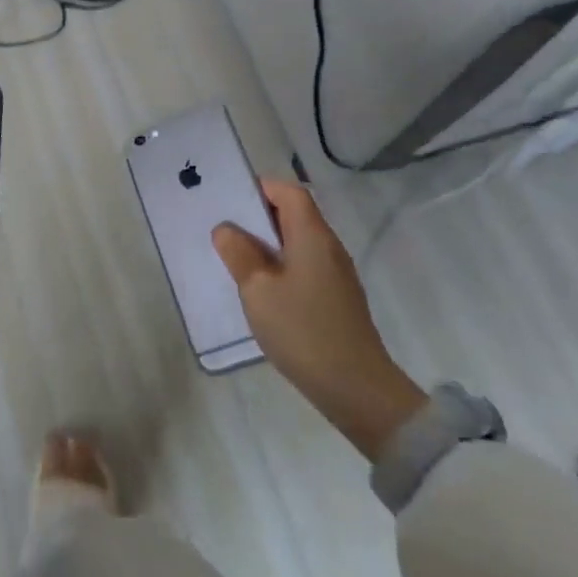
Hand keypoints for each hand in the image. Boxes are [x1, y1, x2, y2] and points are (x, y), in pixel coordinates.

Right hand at [213, 179, 424, 460]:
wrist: (355, 388)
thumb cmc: (302, 329)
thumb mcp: (257, 288)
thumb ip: (239, 253)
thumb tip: (227, 229)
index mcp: (312, 235)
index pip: (289, 192)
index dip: (260, 188)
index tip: (229, 200)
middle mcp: (328, 247)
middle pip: (293, 215)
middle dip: (257, 216)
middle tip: (222, 229)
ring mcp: (335, 274)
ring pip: (296, 242)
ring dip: (266, 244)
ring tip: (233, 258)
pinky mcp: (335, 298)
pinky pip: (302, 266)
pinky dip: (279, 266)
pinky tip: (259, 289)